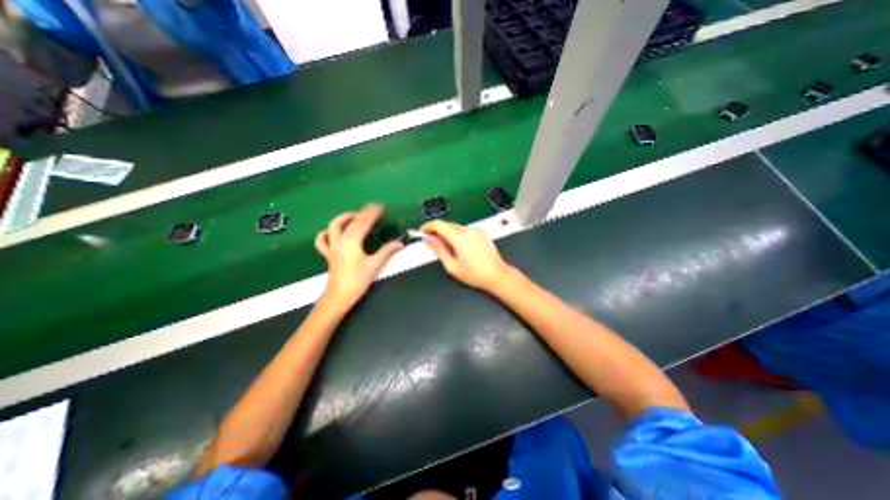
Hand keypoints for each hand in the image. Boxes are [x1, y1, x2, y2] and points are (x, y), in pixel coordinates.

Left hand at [317, 203, 404, 305]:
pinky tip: (333, 232)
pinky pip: (322, 240)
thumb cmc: (357, 281)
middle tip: (373, 208)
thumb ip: (387, 251)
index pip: (363, 222)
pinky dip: (326, 233)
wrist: (339, 296)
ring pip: (334, 226)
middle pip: (351, 221)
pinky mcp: (328, 254)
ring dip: (344, 218)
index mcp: (351, 242)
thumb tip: (399, 243)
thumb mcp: (375, 265)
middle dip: (362, 212)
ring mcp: (332, 246)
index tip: (380, 206)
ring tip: (355, 215)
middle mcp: (340, 240)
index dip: (372, 213)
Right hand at [421, 221, 514, 290]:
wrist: (497, 275)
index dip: (427, 226)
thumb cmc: (475, 274)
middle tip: (432, 242)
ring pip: (456, 227)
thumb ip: (438, 249)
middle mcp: (468, 230)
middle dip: (438, 231)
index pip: (438, 224)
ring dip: (448, 233)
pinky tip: (459, 247)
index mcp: (459, 238)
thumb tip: (428, 239)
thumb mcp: (452, 265)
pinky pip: (465, 230)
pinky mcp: (482, 233)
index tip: (422, 231)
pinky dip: (458, 235)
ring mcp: (476, 231)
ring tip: (448, 249)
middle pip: (447, 225)